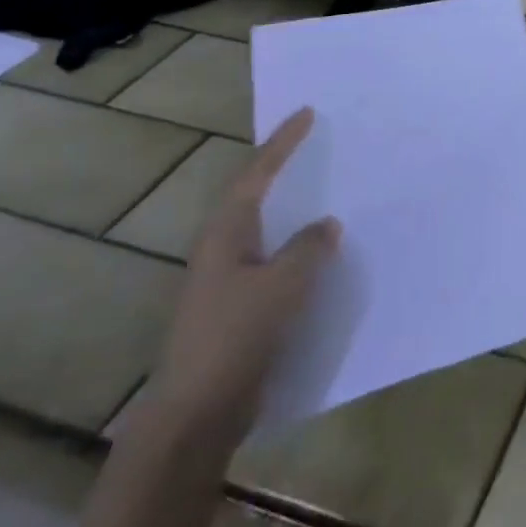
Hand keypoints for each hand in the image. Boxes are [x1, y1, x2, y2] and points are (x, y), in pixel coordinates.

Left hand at [142, 108, 339, 452]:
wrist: (196, 413)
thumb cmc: (235, 337)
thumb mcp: (282, 285)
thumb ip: (308, 249)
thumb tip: (325, 224)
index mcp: (226, 235)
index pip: (256, 175)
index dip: (281, 144)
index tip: (305, 113)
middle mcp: (222, 250)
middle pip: (255, 198)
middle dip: (282, 171)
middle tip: (317, 148)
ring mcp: (227, 282)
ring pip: (267, 233)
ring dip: (294, 213)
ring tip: (329, 196)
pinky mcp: (238, 309)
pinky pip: (275, 264)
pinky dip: (298, 252)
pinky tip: (323, 259)